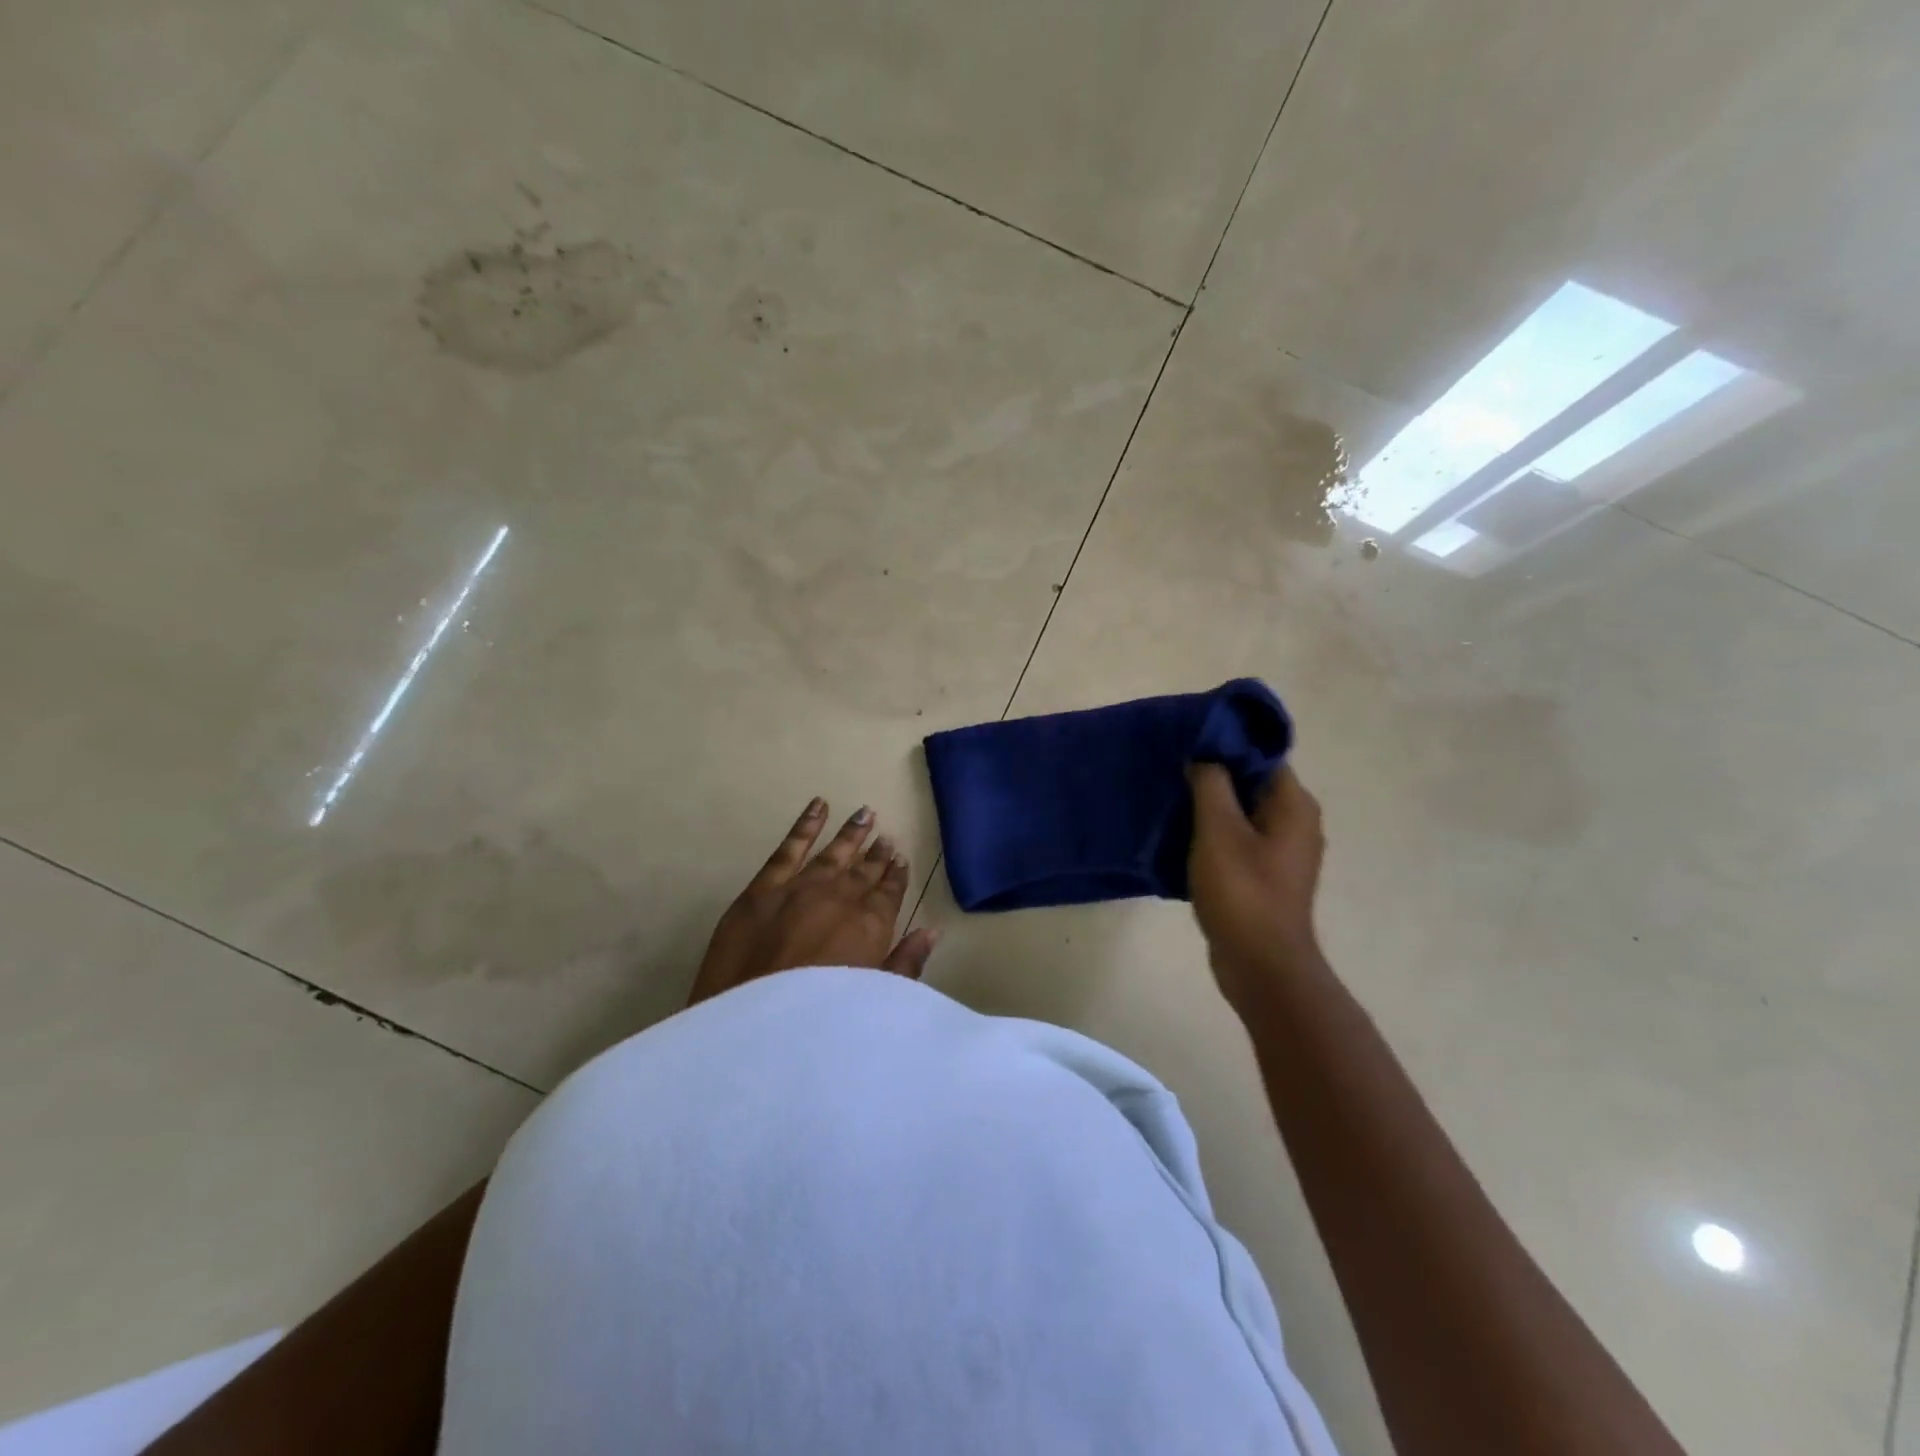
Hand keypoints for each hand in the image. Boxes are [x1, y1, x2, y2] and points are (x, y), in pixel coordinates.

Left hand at [688, 798, 938, 1005]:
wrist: (750, 1031)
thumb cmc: (818, 1025)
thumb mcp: (872, 1001)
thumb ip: (904, 964)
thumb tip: (930, 932)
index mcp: (868, 926)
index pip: (888, 892)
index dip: (895, 875)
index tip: (901, 858)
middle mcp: (839, 898)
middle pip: (862, 871)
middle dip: (876, 854)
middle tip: (886, 836)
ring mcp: (800, 888)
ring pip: (832, 854)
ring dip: (850, 834)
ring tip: (865, 814)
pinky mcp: (762, 890)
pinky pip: (789, 849)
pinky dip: (805, 826)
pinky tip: (818, 805)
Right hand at [1186, 762, 1325, 1009]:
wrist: (1261, 966)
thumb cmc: (1242, 891)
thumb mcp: (1219, 830)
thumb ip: (1211, 785)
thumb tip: (1204, 756)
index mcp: (1293, 806)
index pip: (1262, 757)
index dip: (1226, 746)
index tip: (1188, 744)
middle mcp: (1295, 823)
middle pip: (1250, 785)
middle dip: (1212, 777)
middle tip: (1171, 771)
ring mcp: (1281, 853)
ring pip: (1240, 815)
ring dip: (1208, 808)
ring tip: (1169, 802)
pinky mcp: (1264, 877)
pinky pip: (1236, 842)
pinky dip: (1211, 836)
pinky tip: (1179, 838)